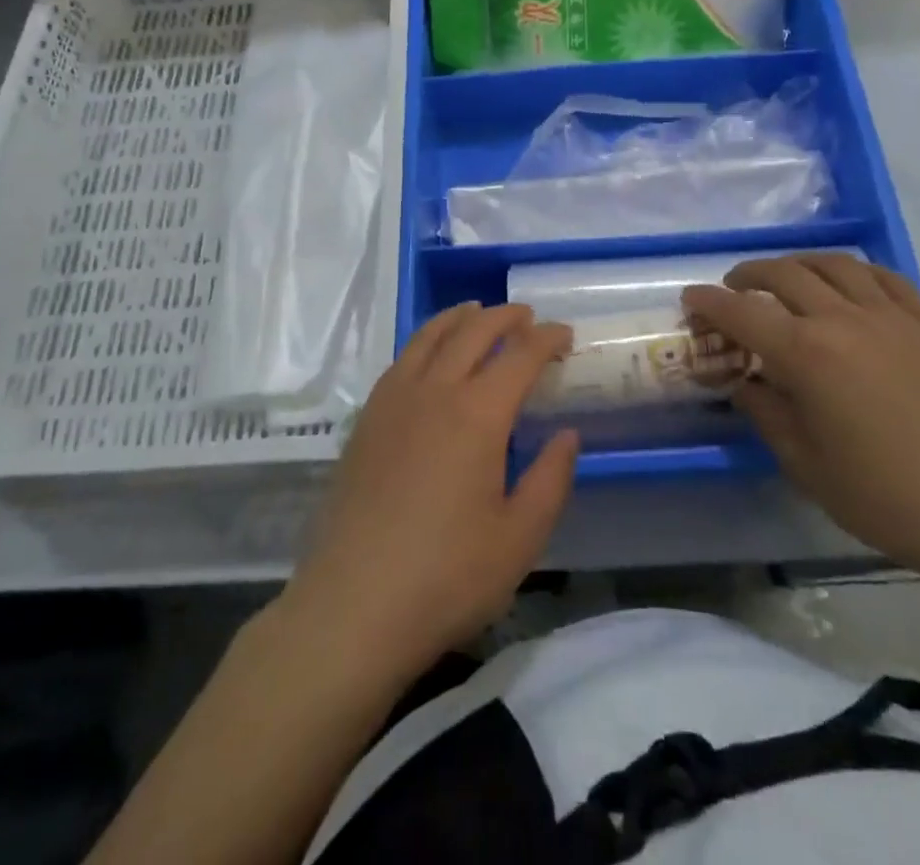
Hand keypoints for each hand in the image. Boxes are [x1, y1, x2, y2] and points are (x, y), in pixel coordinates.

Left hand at [283, 303, 578, 685]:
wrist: (352, 607)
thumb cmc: (446, 578)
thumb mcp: (520, 539)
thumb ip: (551, 479)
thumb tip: (567, 434)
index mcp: (477, 415)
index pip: (519, 355)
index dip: (546, 338)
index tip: (564, 334)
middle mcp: (434, 391)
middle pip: (473, 331)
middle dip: (505, 317)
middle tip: (528, 317)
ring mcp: (393, 402)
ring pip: (430, 336)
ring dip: (460, 318)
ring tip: (477, 313)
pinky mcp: (367, 420)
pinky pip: (402, 359)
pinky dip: (425, 340)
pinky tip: (430, 355)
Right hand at [682, 253, 919, 569]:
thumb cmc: (881, 494)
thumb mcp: (802, 461)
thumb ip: (764, 410)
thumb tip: (744, 381)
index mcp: (806, 353)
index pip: (742, 312)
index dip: (709, 302)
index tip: (691, 299)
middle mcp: (842, 319)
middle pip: (784, 274)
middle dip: (749, 275)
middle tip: (734, 289)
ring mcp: (889, 315)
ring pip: (832, 264)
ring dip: (798, 264)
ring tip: (785, 279)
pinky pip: (882, 276)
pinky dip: (852, 271)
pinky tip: (845, 284)